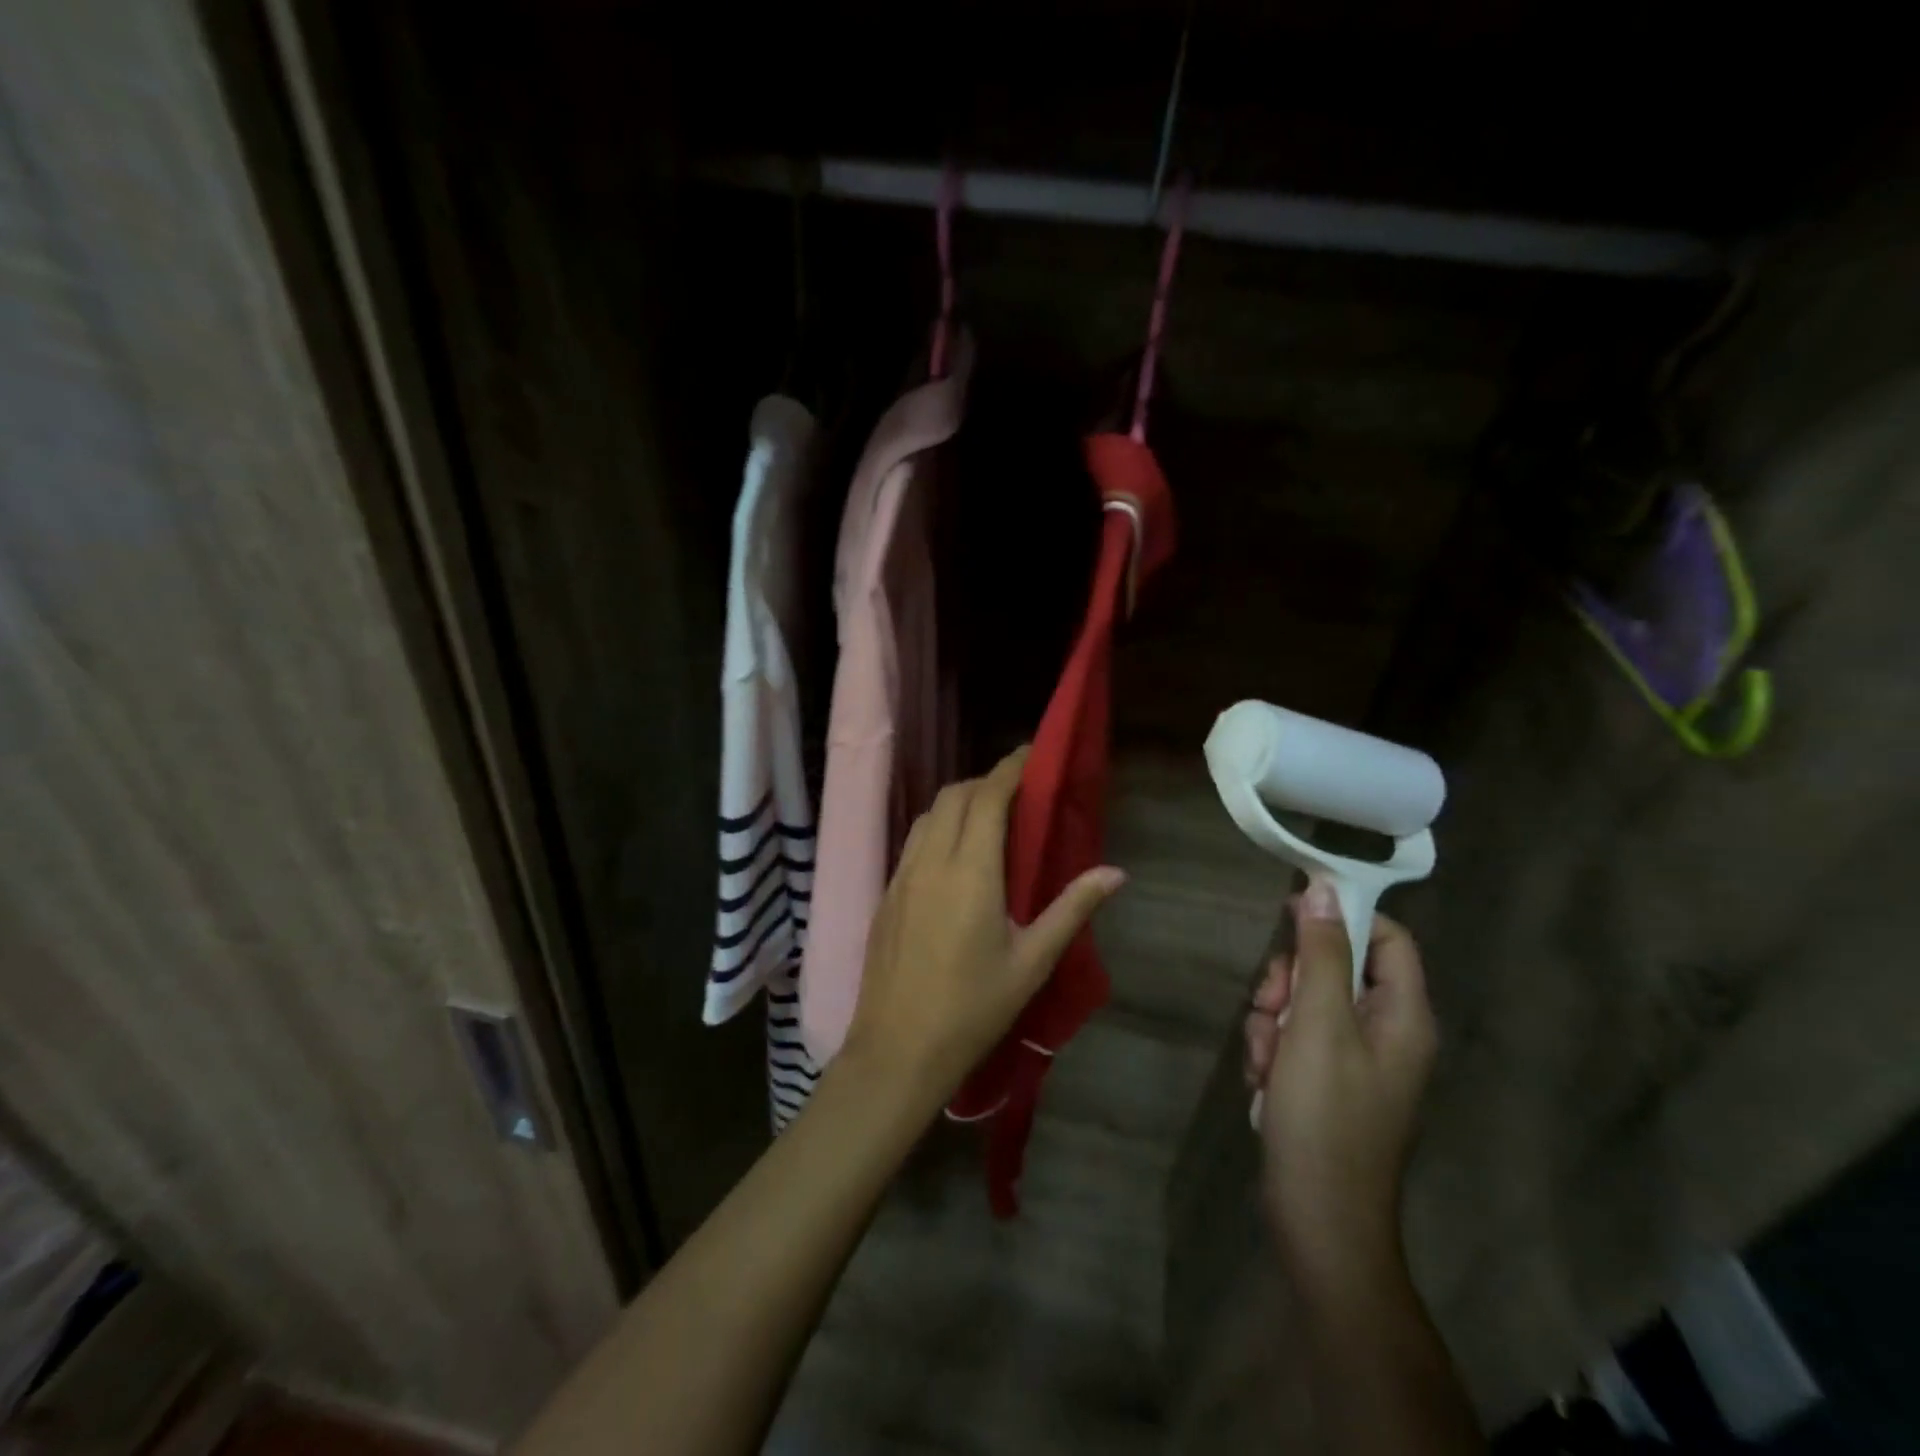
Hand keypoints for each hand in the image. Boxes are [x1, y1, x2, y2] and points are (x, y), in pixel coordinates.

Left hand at [843, 747, 1127, 1111]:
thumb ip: (1072, 909)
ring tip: (988, 819)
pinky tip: (955, 855)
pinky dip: (938, 827)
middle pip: (955, 796)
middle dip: (986, 781)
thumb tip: (1116, 872)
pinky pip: (914, 841)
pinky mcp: (887, 893)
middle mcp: (931, 861)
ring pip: (929, 815)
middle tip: (1018, 792)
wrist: (897, 1050)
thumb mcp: (1032, 963)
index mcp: (970, 871)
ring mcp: (902, 875)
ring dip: (959, 802)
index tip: (1031, 754)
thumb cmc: (973, 1009)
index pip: (988, 797)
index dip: (1010, 769)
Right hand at [1243, 879, 1436, 1295]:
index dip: (1342, 916)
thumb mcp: (1318, 1024)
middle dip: (1290, 981)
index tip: (1289, 912)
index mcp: (1403, 1015)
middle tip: (1271, 1005)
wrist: (1317, 1217)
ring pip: (1304, 1003)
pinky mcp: (1325, 1082)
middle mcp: (1386, 1032)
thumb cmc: (1325, 1115)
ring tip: (1265, 1059)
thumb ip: (1321, 954)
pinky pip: (1293, 1039)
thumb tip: (1323, 889)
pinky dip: (1272, 1049)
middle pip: (1334, 968)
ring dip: (1272, 1019)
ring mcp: (1354, 1060)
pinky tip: (1263, 1081)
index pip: (1387, 937)